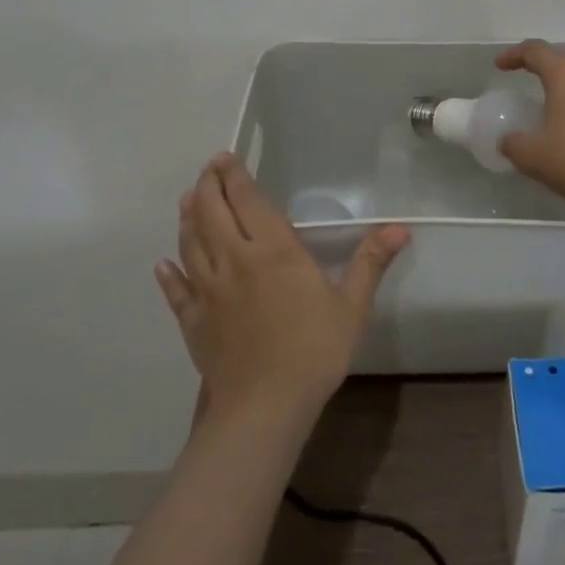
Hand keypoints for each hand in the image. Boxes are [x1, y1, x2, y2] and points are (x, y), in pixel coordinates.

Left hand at [156, 155, 409, 426]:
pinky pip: (176, 290)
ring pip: (189, 244)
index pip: (246, 200)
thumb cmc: (314, 350)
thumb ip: (370, 262)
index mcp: (272, 250)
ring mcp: (208, 291)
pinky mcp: (193, 321)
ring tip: (188, 201)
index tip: (225, 158)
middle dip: (207, 186)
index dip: (233, 176)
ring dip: (187, 218)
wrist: (264, 407)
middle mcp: (234, 260)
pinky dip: (168, 274)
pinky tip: (163, 265)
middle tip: (209, 170)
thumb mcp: (351, 306)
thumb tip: (401, 228)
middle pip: (210, 213)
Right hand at [495, 40, 564, 209]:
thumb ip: (514, 145)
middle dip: (538, 67)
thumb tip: (507, 140)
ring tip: (544, 108)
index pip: (535, 50)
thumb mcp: (534, 156)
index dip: (514, 55)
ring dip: (559, 88)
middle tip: (521, 80)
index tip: (499, 66)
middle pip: (560, 60)